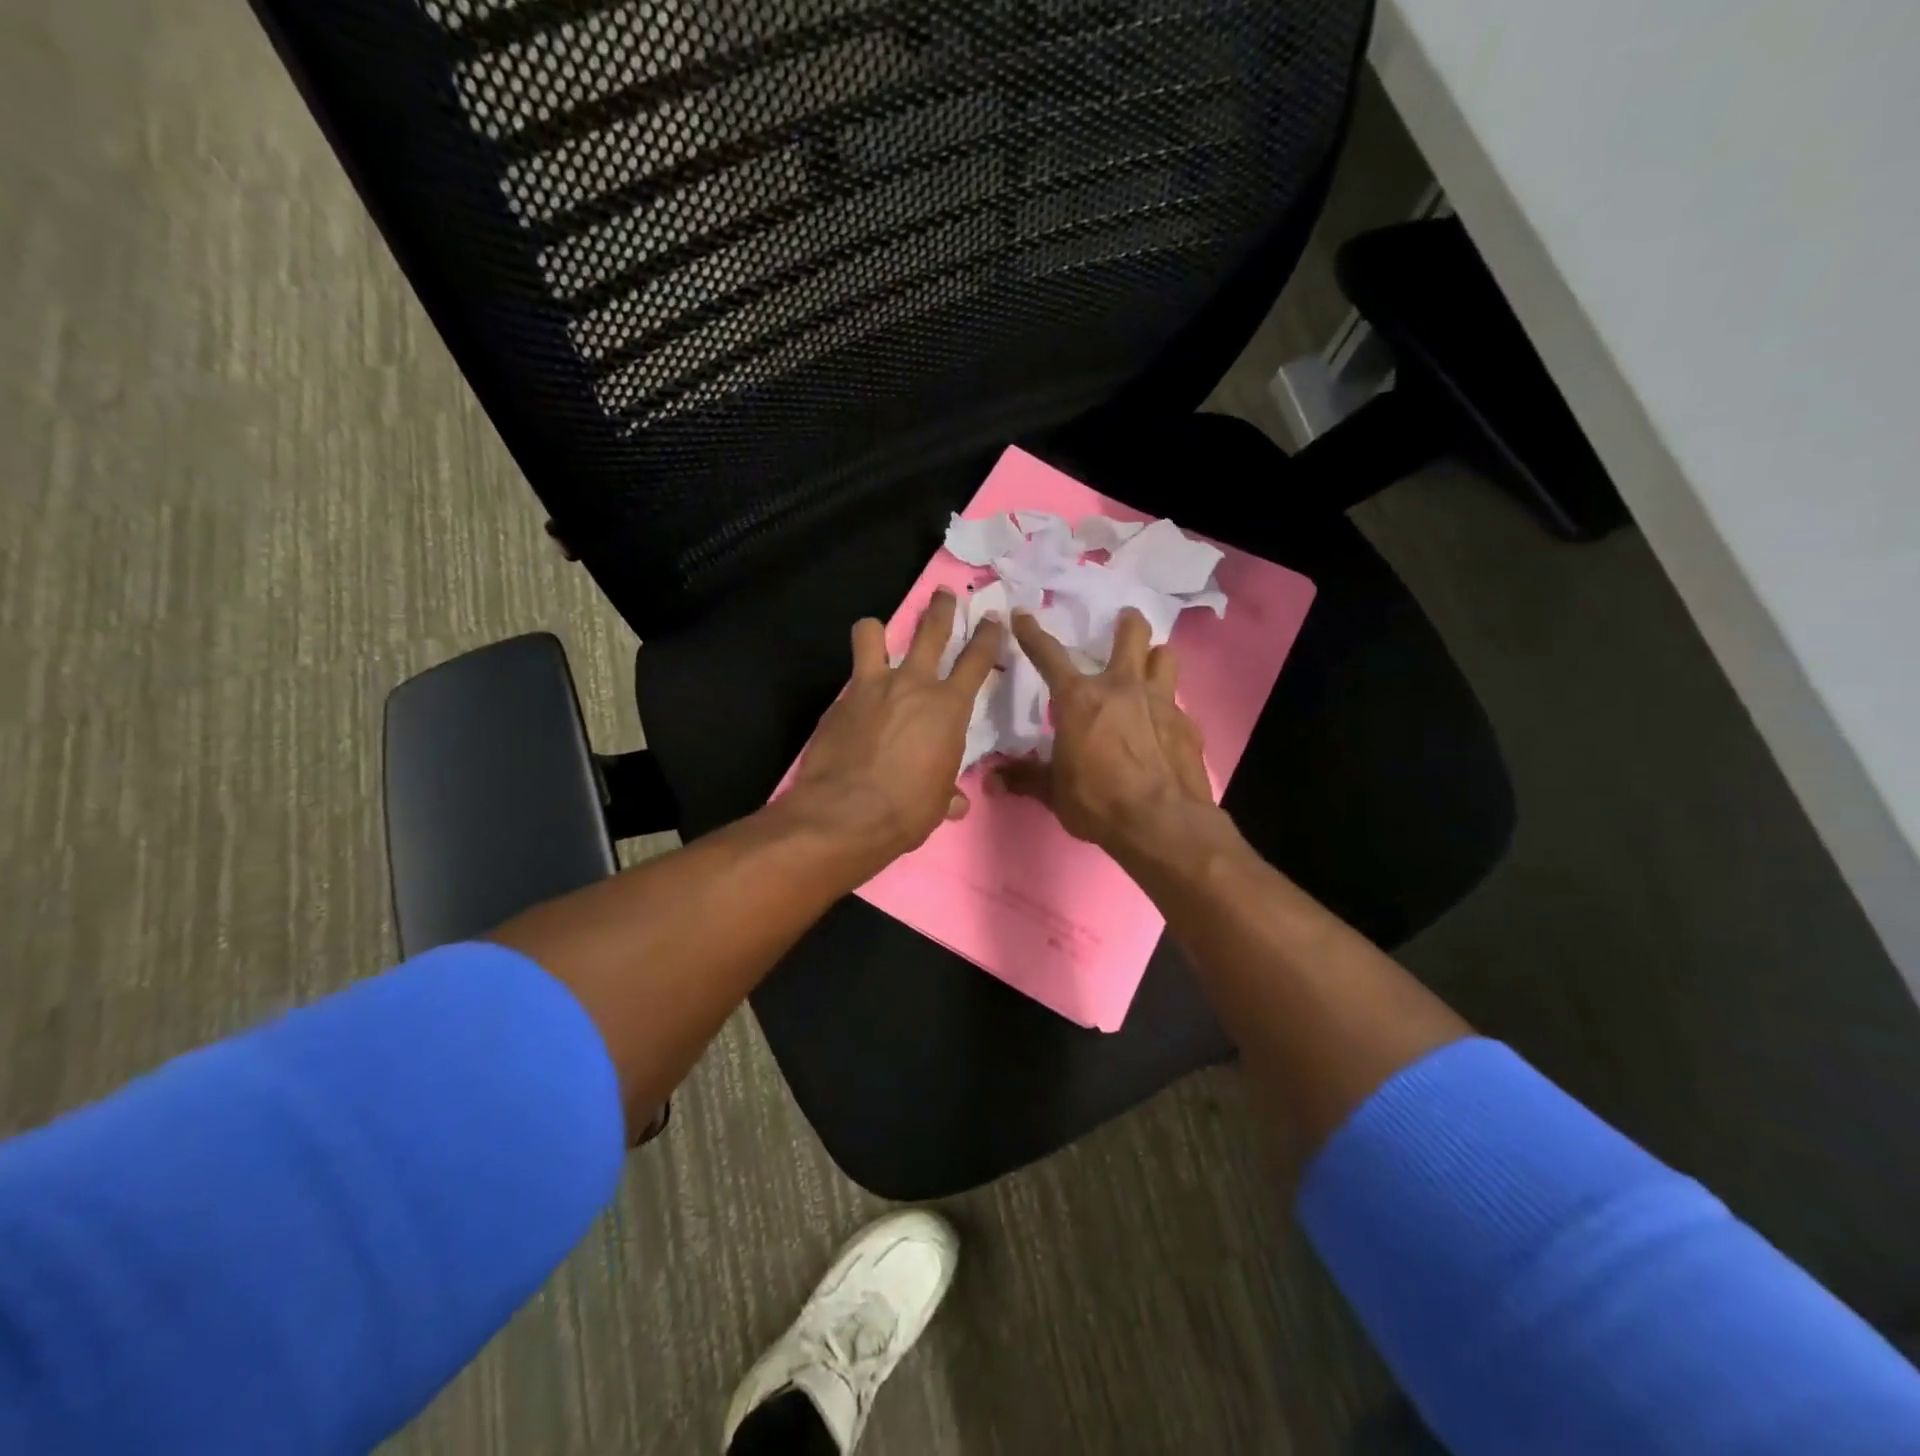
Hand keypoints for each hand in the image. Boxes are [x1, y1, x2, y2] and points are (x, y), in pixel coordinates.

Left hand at [788, 588, 1001, 865]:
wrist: (846, 815)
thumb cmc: (906, 811)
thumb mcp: (937, 801)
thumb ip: (947, 791)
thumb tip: (955, 802)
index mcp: (948, 707)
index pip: (977, 659)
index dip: (987, 635)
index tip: (992, 618)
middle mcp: (913, 684)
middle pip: (931, 629)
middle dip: (941, 609)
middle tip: (944, 595)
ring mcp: (871, 687)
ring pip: (872, 633)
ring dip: (877, 630)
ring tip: (877, 633)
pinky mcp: (839, 700)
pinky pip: (850, 678)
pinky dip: (856, 684)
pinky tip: (854, 704)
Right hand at [991, 607, 1219, 857]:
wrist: (1162, 822)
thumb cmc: (1098, 801)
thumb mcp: (1054, 792)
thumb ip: (1026, 778)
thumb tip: (991, 780)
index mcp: (1080, 699)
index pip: (1049, 656)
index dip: (1032, 633)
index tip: (1023, 614)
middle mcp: (1122, 687)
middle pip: (1131, 634)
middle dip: (1127, 623)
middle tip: (1124, 621)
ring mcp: (1160, 701)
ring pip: (1165, 656)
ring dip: (1155, 657)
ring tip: (1150, 665)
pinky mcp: (1187, 724)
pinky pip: (1178, 702)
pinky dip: (1168, 707)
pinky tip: (1164, 728)